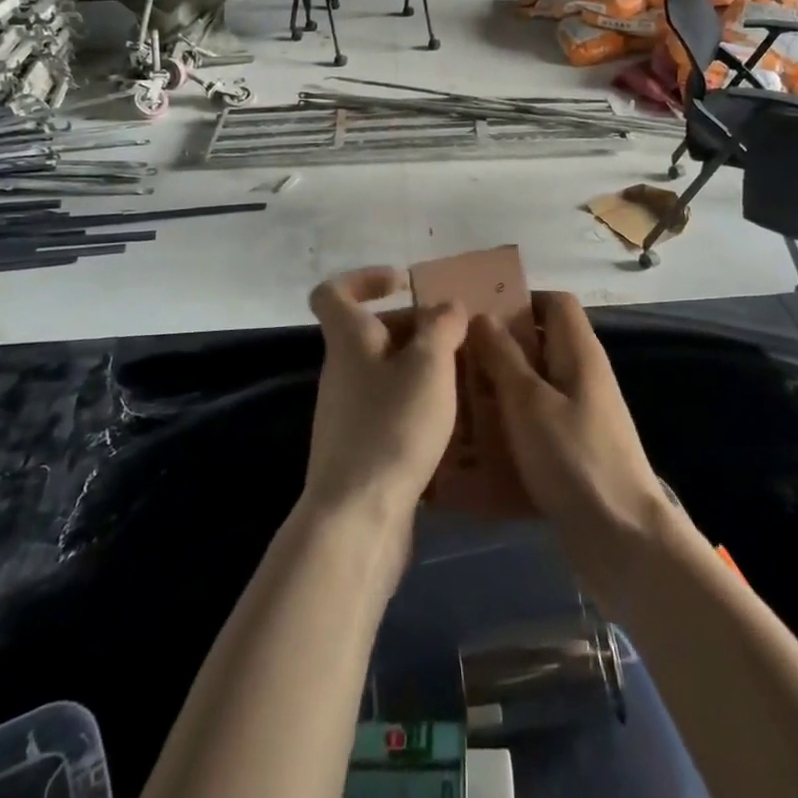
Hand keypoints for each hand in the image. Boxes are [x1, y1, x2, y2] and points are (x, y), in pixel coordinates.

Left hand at [305, 267, 468, 530]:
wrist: (356, 518)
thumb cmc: (392, 426)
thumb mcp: (428, 366)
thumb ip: (441, 327)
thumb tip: (447, 304)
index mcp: (348, 341)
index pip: (333, 292)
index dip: (364, 279)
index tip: (403, 284)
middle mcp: (341, 371)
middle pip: (371, 333)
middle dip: (414, 328)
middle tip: (458, 337)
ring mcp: (347, 412)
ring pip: (385, 373)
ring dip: (421, 369)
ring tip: (464, 377)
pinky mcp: (359, 448)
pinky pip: (390, 409)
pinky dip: (417, 406)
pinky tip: (451, 422)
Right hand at [469, 292, 678, 611]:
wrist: (622, 538)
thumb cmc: (573, 457)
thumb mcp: (528, 401)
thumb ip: (504, 356)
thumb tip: (483, 316)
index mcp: (579, 352)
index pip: (555, 303)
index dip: (521, 299)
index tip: (480, 314)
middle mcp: (583, 376)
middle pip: (542, 343)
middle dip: (500, 346)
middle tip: (458, 358)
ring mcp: (581, 414)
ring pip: (535, 384)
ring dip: (501, 388)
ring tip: (459, 397)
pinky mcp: (574, 449)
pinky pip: (538, 422)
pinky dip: (512, 424)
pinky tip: (479, 442)